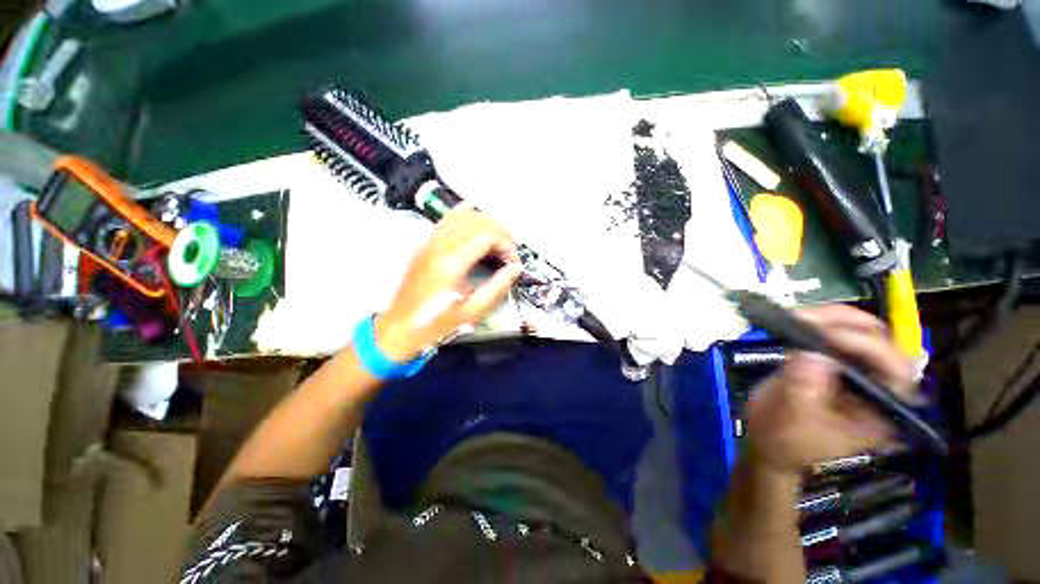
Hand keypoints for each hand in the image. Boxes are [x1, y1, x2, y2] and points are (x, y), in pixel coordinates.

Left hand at [374, 209, 521, 361]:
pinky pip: (447, 219)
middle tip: (510, 250)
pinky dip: (464, 214)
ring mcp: (430, 242)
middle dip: (501, 231)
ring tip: (499, 238)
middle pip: (478, 221)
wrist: (401, 325)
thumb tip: (515, 268)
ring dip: (487, 222)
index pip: (487, 235)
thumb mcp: (472, 311)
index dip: (506, 244)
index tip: (513, 260)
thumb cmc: (437, 322)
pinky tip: (475, 215)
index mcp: (452, 263)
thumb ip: (497, 287)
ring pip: (463, 216)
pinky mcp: (426, 244)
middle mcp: (440, 246)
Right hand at [745, 305, 917, 475]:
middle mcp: (881, 385)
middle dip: (844, 323)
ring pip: (860, 329)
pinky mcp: (835, 359)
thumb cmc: (786, 440)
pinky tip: (795, 319)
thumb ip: (803, 388)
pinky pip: (836, 331)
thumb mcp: (792, 419)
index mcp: (884, 408)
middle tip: (804, 318)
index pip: (893, 367)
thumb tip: (809, 353)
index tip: (821, 334)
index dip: (863, 345)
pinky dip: (817, 320)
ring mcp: (858, 370)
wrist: (771, 443)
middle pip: (881, 340)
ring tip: (796, 315)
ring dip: (830, 317)